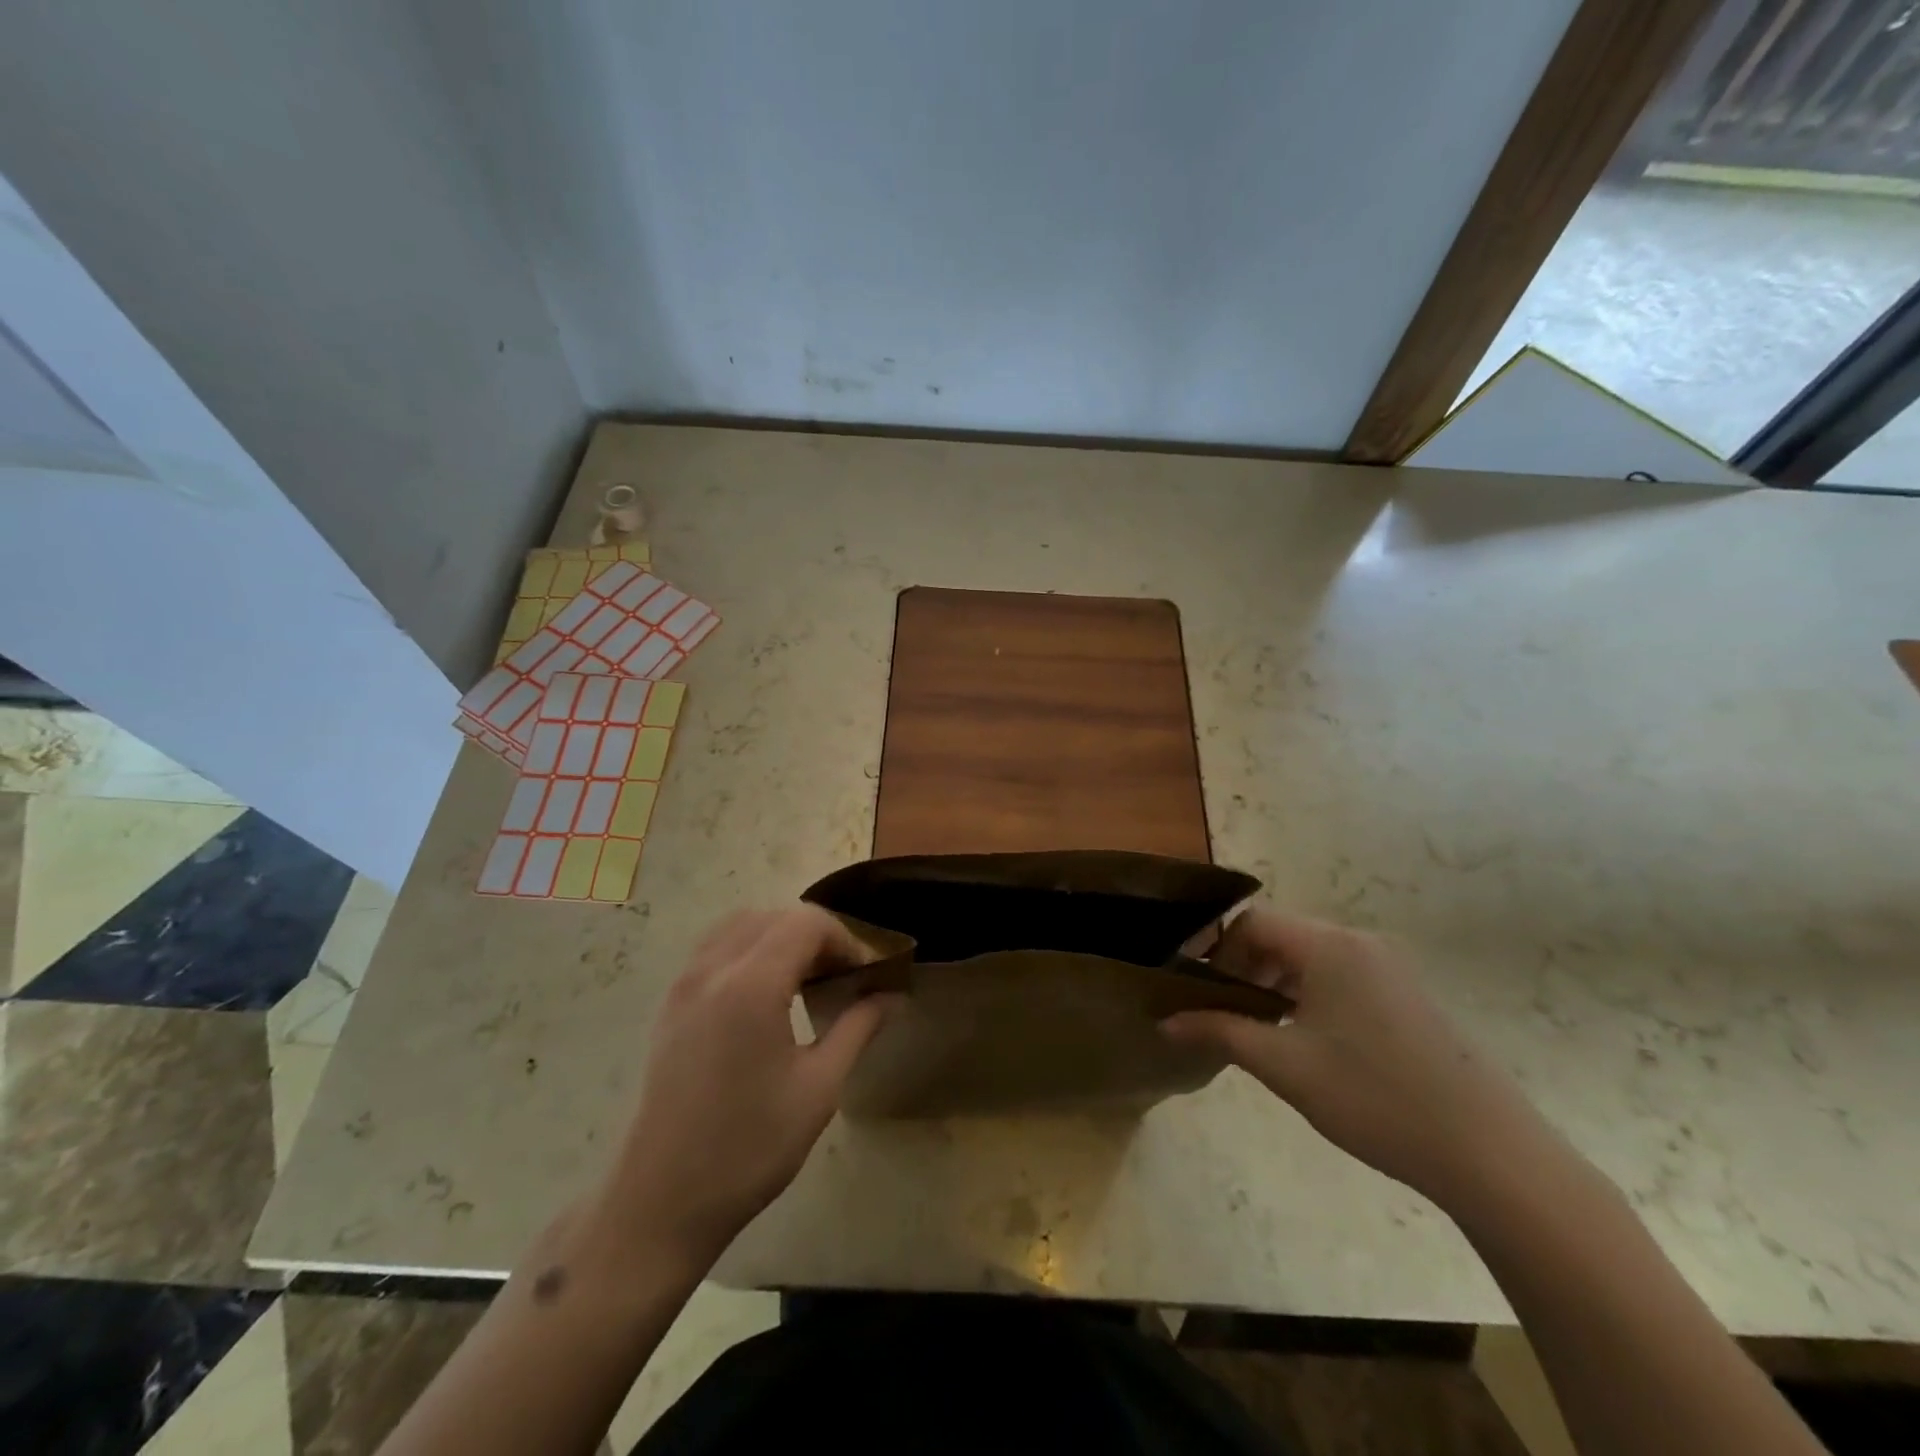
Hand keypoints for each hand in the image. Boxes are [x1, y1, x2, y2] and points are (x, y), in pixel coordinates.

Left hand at [597, 908, 894, 1268]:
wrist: (662, 1201)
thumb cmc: (749, 1147)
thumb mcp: (819, 1088)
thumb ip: (858, 1028)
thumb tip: (892, 996)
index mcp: (752, 985)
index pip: (807, 923)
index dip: (845, 939)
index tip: (866, 974)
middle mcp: (713, 970)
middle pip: (774, 917)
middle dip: (816, 935)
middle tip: (842, 975)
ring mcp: (685, 985)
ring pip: (740, 925)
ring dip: (779, 936)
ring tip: (805, 978)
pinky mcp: (670, 1004)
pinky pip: (714, 949)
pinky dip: (748, 949)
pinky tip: (765, 994)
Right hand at [1164, 910, 1552, 1206]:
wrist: (1491, 1154)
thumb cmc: (1375, 1098)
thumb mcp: (1285, 1066)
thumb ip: (1220, 1033)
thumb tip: (1165, 1022)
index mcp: (1330, 947)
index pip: (1253, 923)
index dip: (1216, 950)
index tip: (1195, 989)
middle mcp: (1360, 943)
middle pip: (1281, 936)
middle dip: (1244, 968)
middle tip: (1224, 1013)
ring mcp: (1390, 968)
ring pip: (1311, 958)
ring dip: (1275, 983)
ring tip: (1261, 1030)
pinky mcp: (1408, 996)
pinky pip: (1341, 977)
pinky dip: (1309, 995)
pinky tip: (1309, 1041)